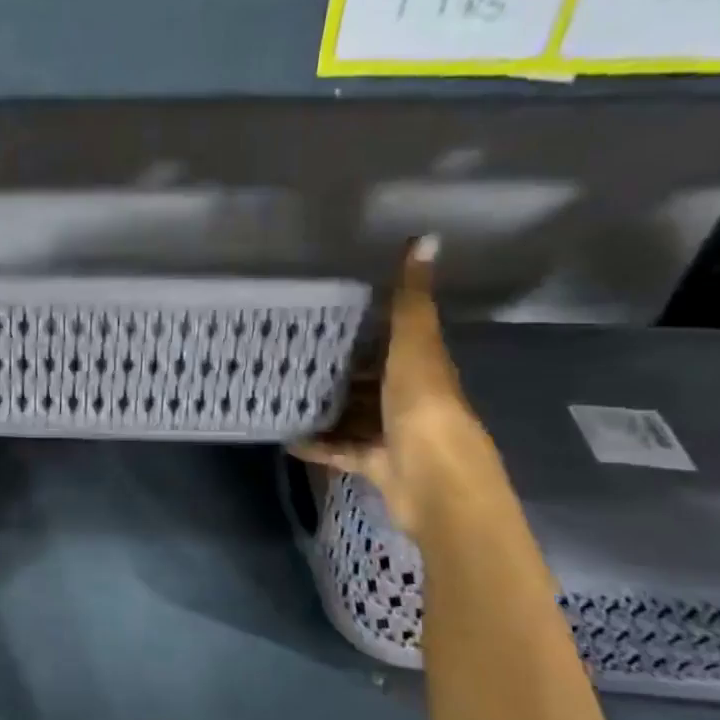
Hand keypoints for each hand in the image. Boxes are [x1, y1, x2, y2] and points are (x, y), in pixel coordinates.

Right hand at [289, 236, 489, 539]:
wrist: (435, 482)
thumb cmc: (424, 407)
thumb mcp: (415, 346)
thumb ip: (412, 300)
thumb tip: (426, 237)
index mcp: (423, 369)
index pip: (395, 342)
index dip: (367, 329)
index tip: (326, 317)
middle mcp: (410, 400)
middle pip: (371, 382)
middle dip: (339, 372)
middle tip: (291, 357)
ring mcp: (395, 436)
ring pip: (356, 417)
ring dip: (326, 409)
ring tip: (284, 395)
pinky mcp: (377, 465)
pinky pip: (341, 451)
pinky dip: (318, 446)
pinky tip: (287, 438)